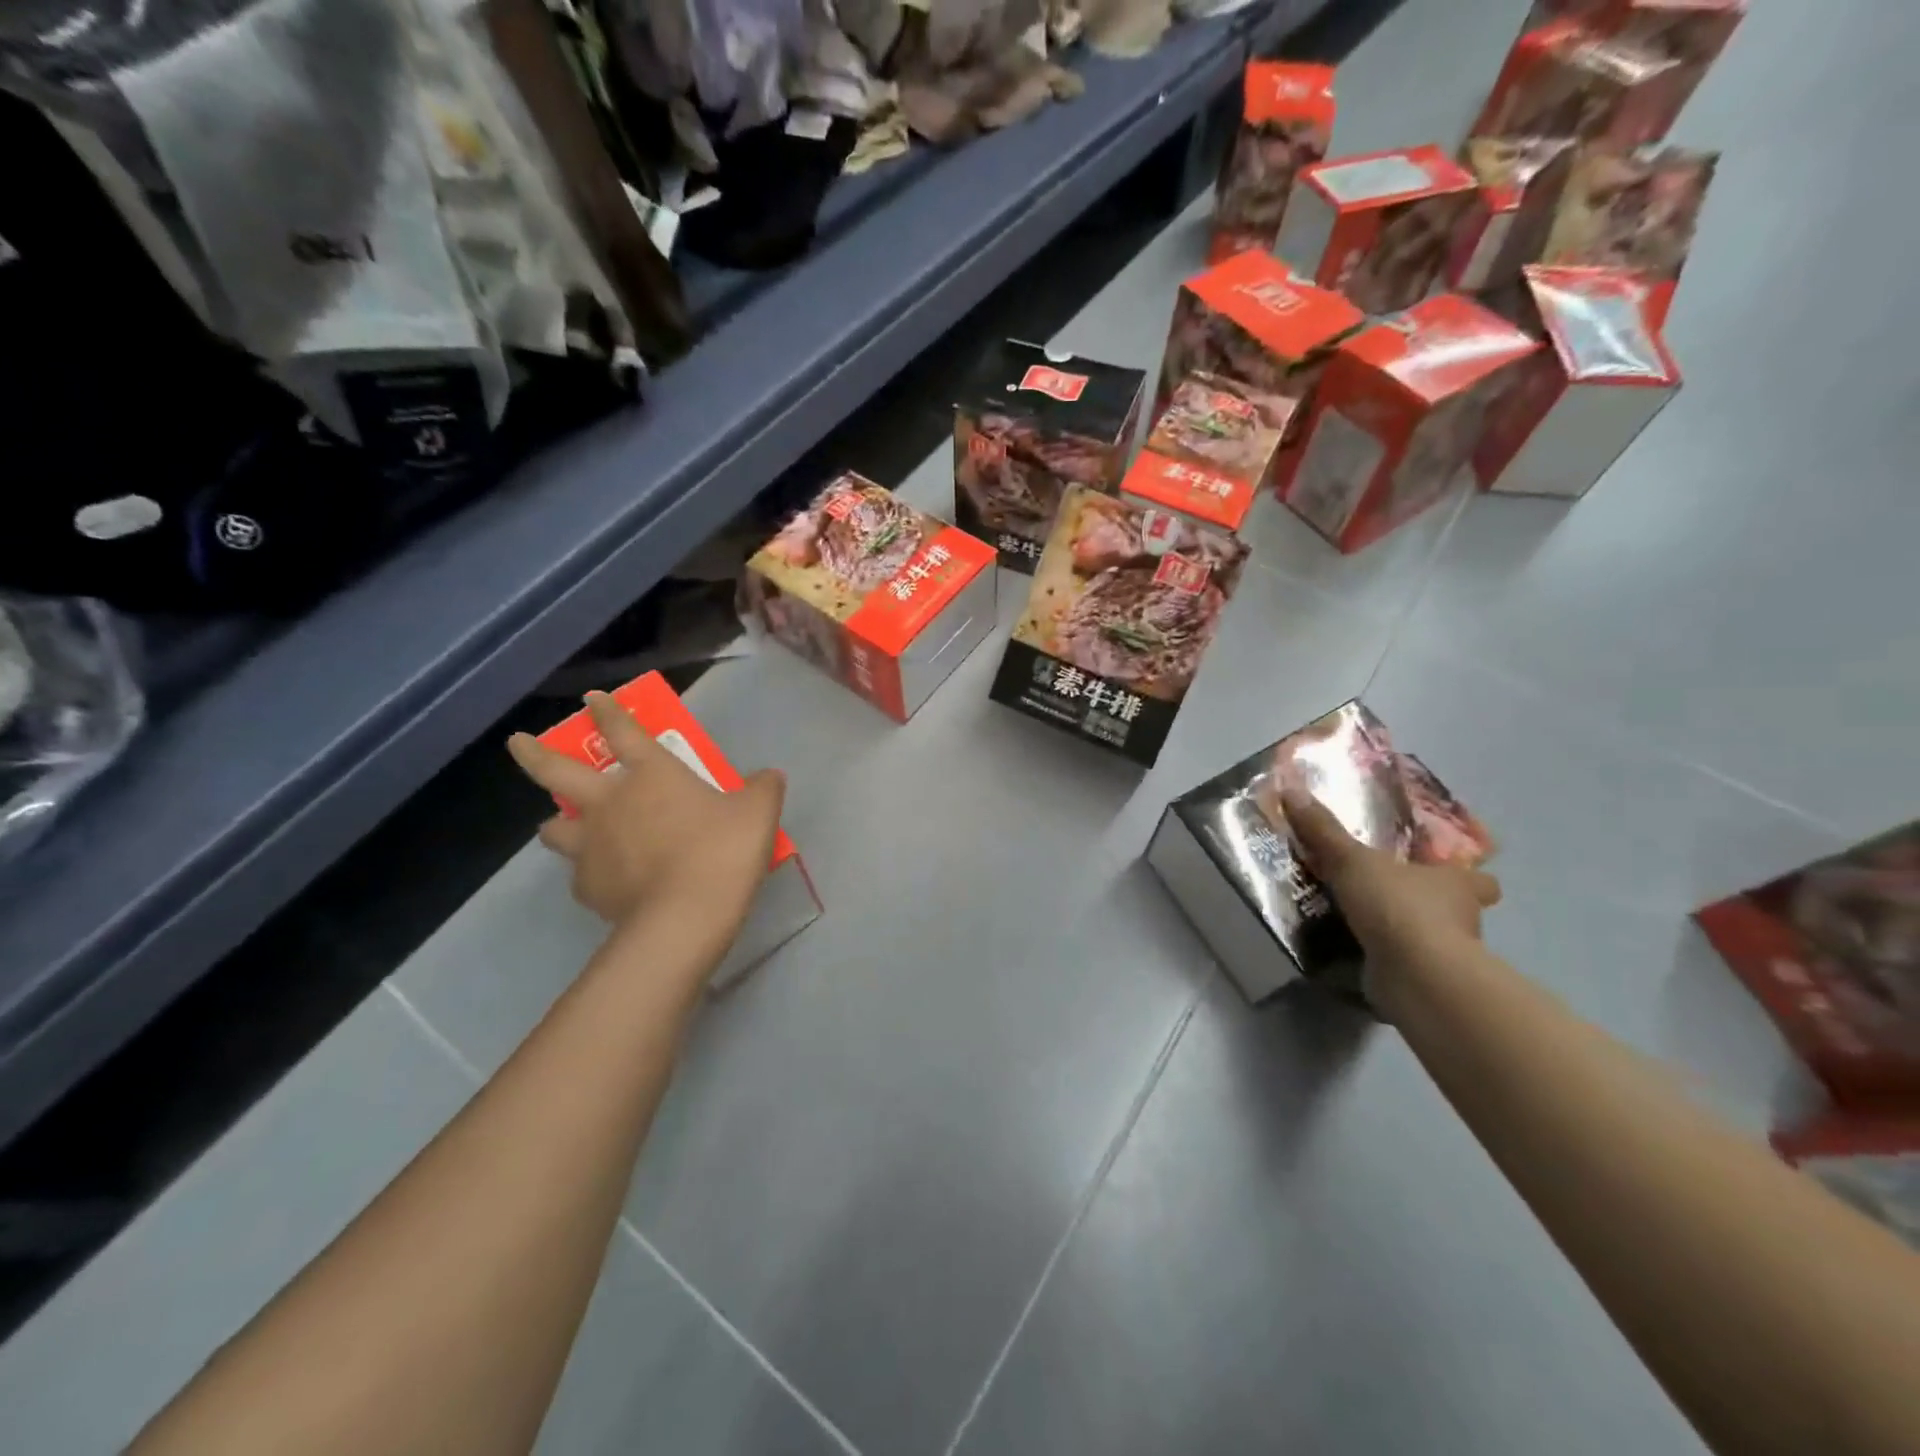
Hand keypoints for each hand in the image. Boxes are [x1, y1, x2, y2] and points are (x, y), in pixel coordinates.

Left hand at [507, 693, 784, 930]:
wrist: (685, 916)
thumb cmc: (722, 851)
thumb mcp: (759, 813)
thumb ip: (762, 788)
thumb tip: (768, 776)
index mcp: (651, 774)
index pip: (623, 731)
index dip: (607, 712)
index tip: (593, 699)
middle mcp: (610, 802)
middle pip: (557, 771)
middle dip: (534, 754)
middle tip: (517, 743)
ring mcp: (591, 845)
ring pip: (554, 827)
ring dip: (558, 821)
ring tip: (564, 826)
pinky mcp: (588, 886)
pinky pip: (580, 874)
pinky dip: (589, 872)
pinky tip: (606, 880)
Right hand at [1279, 786, 1500, 1013]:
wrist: (1416, 976)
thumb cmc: (1399, 907)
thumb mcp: (1352, 860)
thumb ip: (1323, 831)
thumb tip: (1292, 789)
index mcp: (1456, 883)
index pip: (1478, 878)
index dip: (1466, 874)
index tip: (1443, 872)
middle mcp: (1461, 918)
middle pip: (1452, 907)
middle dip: (1427, 903)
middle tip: (1388, 893)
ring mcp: (1445, 954)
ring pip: (1428, 937)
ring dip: (1402, 931)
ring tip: (1359, 920)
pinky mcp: (1424, 981)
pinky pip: (1403, 963)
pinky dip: (1384, 958)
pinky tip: (1353, 950)